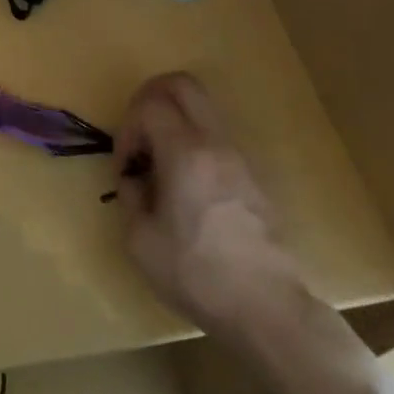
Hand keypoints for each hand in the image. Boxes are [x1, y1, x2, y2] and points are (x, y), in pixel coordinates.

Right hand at [115, 72, 305, 332]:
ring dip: (174, 120)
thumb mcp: (140, 240)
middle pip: (181, 84)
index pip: (149, 104)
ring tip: (162, 164)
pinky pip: (216, 135)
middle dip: (151, 98)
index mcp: (185, 153)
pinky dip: (193, 142)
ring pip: (202, 107)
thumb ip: (130, 195)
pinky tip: (186, 185)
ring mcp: (238, 156)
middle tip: (139, 134)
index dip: (128, 126)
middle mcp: (214, 143)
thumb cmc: (197, 274)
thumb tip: (134, 178)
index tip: (126, 166)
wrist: (267, 310)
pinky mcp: (252, 176)